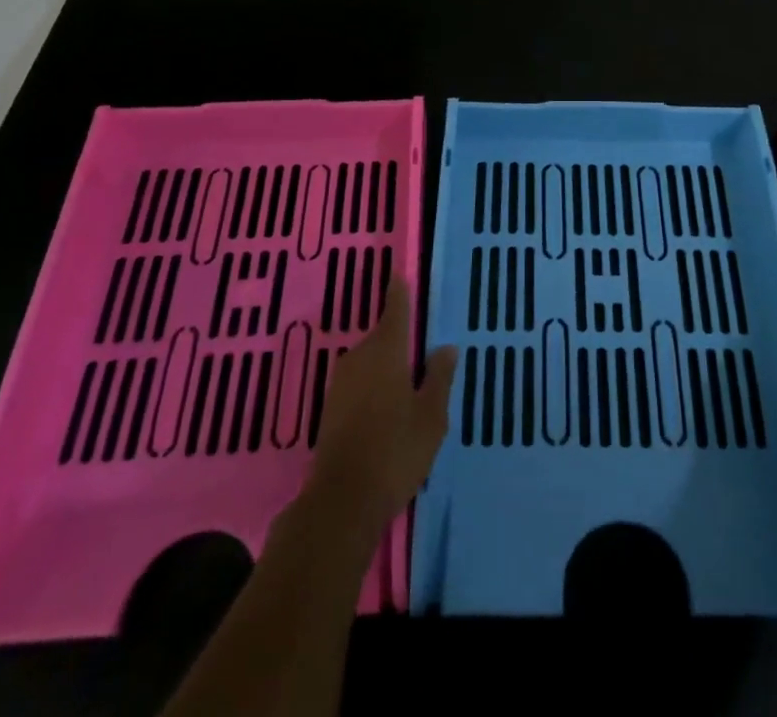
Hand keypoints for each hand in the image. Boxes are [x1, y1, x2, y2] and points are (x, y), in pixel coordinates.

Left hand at [306, 275, 457, 541]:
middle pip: (383, 337)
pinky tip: (387, 412)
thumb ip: (439, 378)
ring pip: (370, 362)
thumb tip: (446, 347)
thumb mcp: (431, 416)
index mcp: (386, 351)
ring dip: (387, 369)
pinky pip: (359, 383)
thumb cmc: (395, 452)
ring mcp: (340, 383)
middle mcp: (359, 357)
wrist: (341, 502)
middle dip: (400, 343)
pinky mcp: (330, 408)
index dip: (399, 291)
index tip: (400, 274)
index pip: (395, 309)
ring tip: (409, 391)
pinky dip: (374, 388)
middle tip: (424, 358)